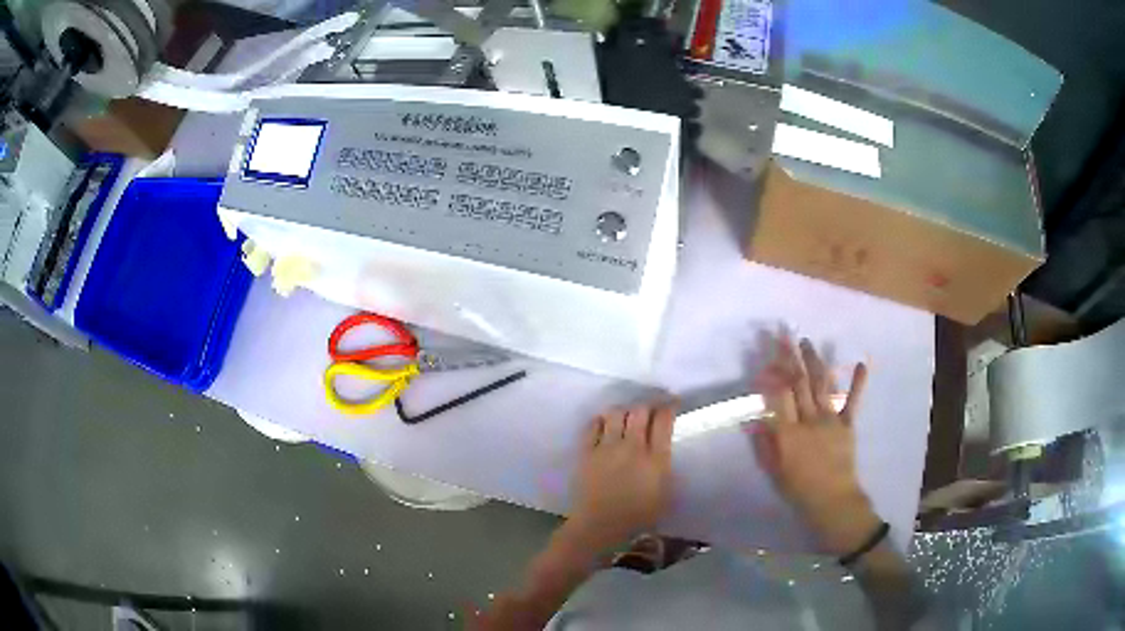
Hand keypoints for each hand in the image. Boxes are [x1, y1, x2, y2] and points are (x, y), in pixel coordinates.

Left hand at [569, 401, 677, 550]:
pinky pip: (593, 425)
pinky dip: (601, 421)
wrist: (599, 525)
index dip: (669, 407)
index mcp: (655, 458)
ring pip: (616, 413)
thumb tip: (666, 453)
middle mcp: (633, 447)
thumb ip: (667, 470)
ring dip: (624, 411)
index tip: (672, 403)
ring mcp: (607, 447)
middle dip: (648, 405)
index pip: (664, 421)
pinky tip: (605, 425)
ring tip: (627, 417)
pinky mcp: (587, 451)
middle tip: (650, 409)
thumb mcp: (665, 496)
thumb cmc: (637, 517)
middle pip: (640, 411)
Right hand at [751, 337, 880, 554]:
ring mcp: (831, 419)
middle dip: (790, 357)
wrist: (833, 501)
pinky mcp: (848, 425)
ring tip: (807, 342)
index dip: (772, 374)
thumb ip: (764, 444)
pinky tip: (860, 363)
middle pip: (798, 384)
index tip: (765, 357)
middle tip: (783, 335)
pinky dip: (857, 382)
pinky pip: (853, 401)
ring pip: (821, 385)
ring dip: (814, 361)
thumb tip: (753, 419)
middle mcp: (809, 419)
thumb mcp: (774, 471)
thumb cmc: (799, 489)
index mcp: (789, 432)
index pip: (779, 396)